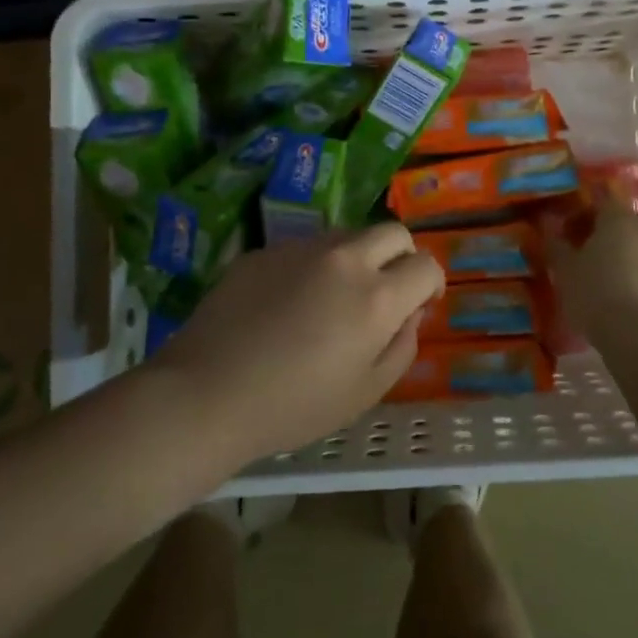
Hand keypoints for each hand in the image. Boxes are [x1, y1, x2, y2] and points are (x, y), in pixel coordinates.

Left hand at [162, 224, 444, 458]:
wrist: (207, 393)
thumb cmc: (294, 405)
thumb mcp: (366, 392)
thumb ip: (402, 346)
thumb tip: (410, 313)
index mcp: (376, 296)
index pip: (426, 264)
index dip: (431, 284)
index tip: (419, 304)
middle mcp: (344, 259)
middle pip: (393, 233)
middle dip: (401, 257)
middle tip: (385, 291)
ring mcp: (301, 249)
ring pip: (347, 235)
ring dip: (356, 258)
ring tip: (332, 299)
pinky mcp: (265, 250)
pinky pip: (304, 248)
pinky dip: (313, 267)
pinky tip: (287, 304)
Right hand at [543, 202, 637, 349]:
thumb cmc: (595, 291)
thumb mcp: (565, 270)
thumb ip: (557, 246)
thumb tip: (549, 228)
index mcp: (618, 218)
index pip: (603, 201)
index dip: (584, 213)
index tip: (568, 230)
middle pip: (627, 223)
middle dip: (610, 233)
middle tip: (589, 252)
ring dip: (625, 257)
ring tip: (602, 280)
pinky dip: (636, 278)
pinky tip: (619, 298)